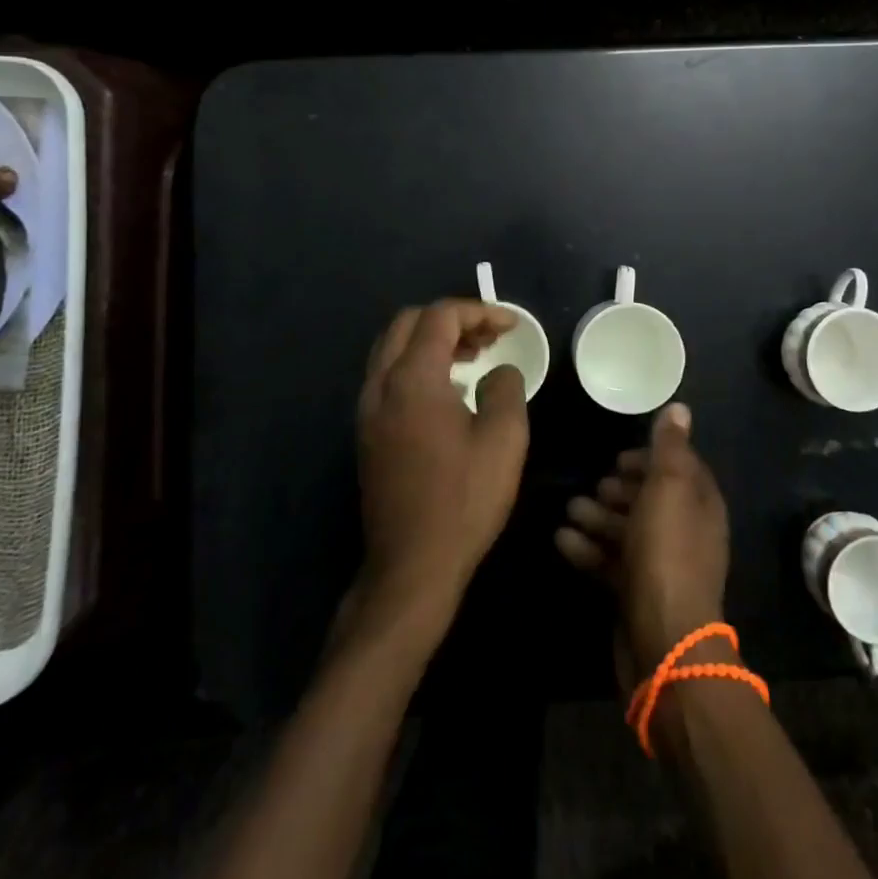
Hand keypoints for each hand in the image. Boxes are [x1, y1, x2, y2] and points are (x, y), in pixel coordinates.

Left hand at [356, 301, 530, 627]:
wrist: (411, 567)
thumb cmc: (463, 500)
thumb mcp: (504, 439)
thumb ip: (506, 388)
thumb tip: (498, 372)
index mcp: (412, 379)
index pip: (440, 317)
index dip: (479, 311)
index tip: (510, 326)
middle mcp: (381, 385)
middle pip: (408, 323)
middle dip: (451, 319)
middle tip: (488, 337)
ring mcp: (367, 410)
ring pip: (393, 348)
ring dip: (432, 340)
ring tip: (473, 357)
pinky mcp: (367, 433)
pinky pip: (388, 376)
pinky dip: (417, 364)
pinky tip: (449, 390)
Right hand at [554, 402, 730, 681]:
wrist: (664, 641)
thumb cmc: (667, 553)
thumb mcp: (668, 489)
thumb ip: (670, 448)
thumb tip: (680, 408)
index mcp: (700, 504)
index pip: (680, 468)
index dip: (651, 457)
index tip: (620, 455)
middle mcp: (686, 531)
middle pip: (651, 499)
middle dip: (620, 489)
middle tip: (594, 483)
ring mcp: (662, 565)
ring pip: (628, 529)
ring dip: (599, 516)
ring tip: (570, 508)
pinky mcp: (638, 592)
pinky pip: (612, 561)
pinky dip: (589, 548)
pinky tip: (563, 540)